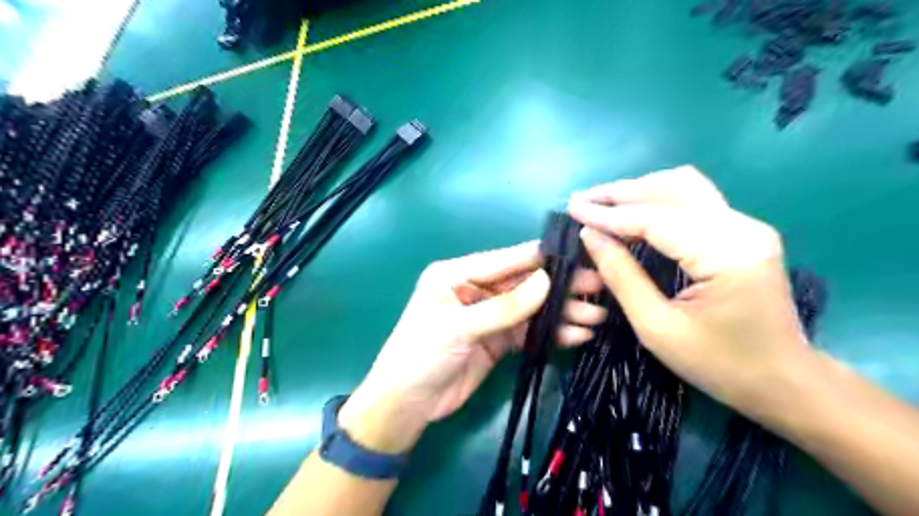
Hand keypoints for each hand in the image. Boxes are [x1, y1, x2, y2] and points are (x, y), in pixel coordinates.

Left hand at [337, 243, 603, 450]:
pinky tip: (577, 335)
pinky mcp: (498, 340)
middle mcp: (475, 289)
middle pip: (523, 284)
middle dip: (559, 286)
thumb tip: (547, 280)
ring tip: (596, 316)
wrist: (407, 405)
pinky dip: (552, 333)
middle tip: (598, 287)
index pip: (504, 260)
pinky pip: (529, 332)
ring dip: (562, 313)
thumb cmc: (421, 355)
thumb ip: (503, 307)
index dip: (539, 257)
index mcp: (456, 274)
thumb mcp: (458, 327)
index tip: (576, 254)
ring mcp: (489, 316)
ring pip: (531, 308)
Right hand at [569, 166, 810, 420]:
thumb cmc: (719, 365)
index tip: (573, 210)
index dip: (609, 214)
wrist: (784, 382)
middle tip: (581, 201)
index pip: (656, 218)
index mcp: (726, 254)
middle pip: (673, 189)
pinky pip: (693, 202)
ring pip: (684, 187)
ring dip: (639, 191)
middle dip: (621, 193)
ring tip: (602, 203)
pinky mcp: (742, 232)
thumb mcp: (657, 328)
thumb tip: (589, 236)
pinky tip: (632, 212)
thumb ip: (621, 276)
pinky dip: (656, 202)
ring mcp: (746, 226)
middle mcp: (742, 227)